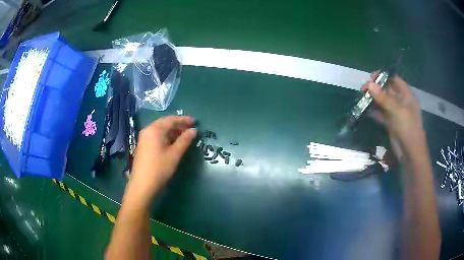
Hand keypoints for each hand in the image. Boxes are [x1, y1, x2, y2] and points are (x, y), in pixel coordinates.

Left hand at [125, 116, 196, 206]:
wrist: (142, 185)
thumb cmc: (159, 168)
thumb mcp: (175, 154)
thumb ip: (185, 140)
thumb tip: (193, 130)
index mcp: (155, 129)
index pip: (171, 119)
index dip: (184, 120)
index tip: (195, 122)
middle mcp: (148, 130)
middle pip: (165, 123)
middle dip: (178, 125)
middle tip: (190, 130)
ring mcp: (144, 138)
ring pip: (160, 130)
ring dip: (172, 132)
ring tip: (184, 137)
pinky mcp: (143, 146)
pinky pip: (156, 136)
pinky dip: (166, 137)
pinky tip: (172, 143)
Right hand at [362, 73, 424, 160]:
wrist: (410, 153)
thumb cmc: (408, 128)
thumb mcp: (397, 111)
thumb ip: (384, 97)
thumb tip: (369, 84)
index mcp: (406, 95)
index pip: (394, 79)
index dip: (384, 76)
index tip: (372, 77)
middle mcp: (401, 102)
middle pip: (387, 89)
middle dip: (376, 88)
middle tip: (364, 89)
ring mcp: (395, 113)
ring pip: (383, 101)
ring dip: (373, 99)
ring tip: (362, 97)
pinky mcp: (390, 123)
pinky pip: (380, 114)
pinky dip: (373, 111)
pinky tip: (365, 110)